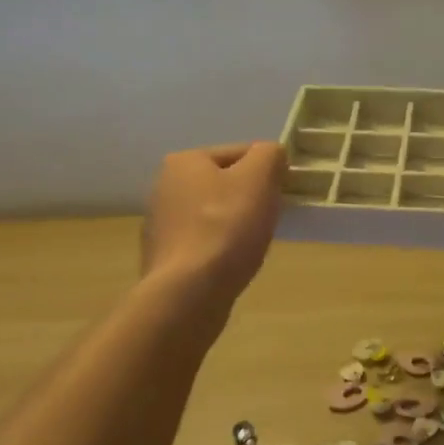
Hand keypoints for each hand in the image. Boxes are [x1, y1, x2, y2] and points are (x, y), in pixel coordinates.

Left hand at [142, 143, 285, 298]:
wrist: (189, 291)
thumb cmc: (227, 227)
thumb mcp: (259, 178)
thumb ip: (270, 155)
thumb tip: (272, 155)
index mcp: (185, 161)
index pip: (241, 153)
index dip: (268, 171)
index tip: (283, 194)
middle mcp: (164, 186)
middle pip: (225, 184)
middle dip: (250, 198)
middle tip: (270, 219)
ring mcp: (160, 224)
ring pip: (214, 214)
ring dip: (235, 224)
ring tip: (252, 244)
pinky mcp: (164, 257)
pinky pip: (203, 242)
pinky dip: (220, 248)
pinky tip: (231, 263)